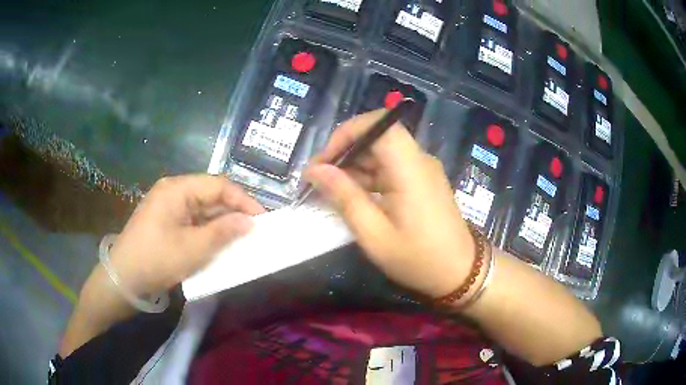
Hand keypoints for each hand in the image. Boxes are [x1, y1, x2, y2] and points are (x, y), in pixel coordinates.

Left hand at [107, 175, 264, 295]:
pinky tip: (220, 243)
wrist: (124, 278)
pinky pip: (193, 221)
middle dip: (233, 212)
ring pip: (203, 209)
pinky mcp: (166, 221)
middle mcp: (173, 191)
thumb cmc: (157, 260)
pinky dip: (208, 231)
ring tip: (242, 239)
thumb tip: (250, 222)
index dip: (243, 200)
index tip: (263, 219)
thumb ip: (223, 232)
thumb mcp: (193, 249)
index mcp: (177, 189)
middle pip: (211, 195)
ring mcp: (168, 206)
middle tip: (255, 231)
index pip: (218, 185)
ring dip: (222, 223)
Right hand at [305, 110, 474, 297]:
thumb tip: (315, 170)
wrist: (460, 273)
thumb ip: (344, 197)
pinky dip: (369, 176)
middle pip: (378, 136)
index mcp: (409, 168)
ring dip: (355, 165)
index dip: (346, 134)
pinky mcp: (422, 180)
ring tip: (330, 191)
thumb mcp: (374, 234)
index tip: (324, 161)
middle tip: (320, 178)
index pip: (378, 124)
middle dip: (345, 151)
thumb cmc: (417, 258)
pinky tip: (353, 196)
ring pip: (382, 152)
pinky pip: (391, 167)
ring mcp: (422, 169)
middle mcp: (418, 160)